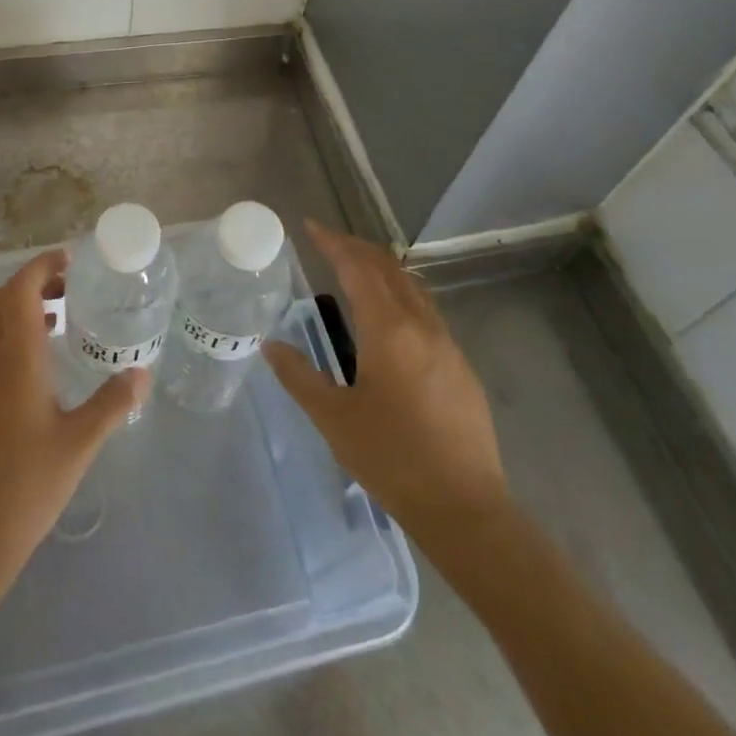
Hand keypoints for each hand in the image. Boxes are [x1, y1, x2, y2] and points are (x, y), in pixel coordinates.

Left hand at [0, 249, 147, 593]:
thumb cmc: (26, 488)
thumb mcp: (79, 445)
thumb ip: (112, 403)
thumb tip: (142, 372)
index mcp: (14, 360)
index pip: (20, 290)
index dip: (41, 266)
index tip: (69, 259)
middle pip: (2, 301)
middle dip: (33, 282)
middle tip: (69, 285)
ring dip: (19, 310)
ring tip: (58, 320)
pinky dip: (8, 339)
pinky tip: (33, 370)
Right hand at [265, 220, 508, 536]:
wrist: (465, 508)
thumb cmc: (392, 459)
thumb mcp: (333, 418)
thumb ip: (299, 376)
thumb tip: (271, 345)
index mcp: (389, 330)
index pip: (358, 267)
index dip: (333, 242)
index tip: (310, 227)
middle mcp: (421, 325)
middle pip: (388, 268)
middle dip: (357, 248)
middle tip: (327, 242)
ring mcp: (447, 344)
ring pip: (412, 286)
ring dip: (381, 269)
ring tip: (353, 270)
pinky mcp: (460, 365)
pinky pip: (425, 310)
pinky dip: (399, 294)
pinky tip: (386, 318)